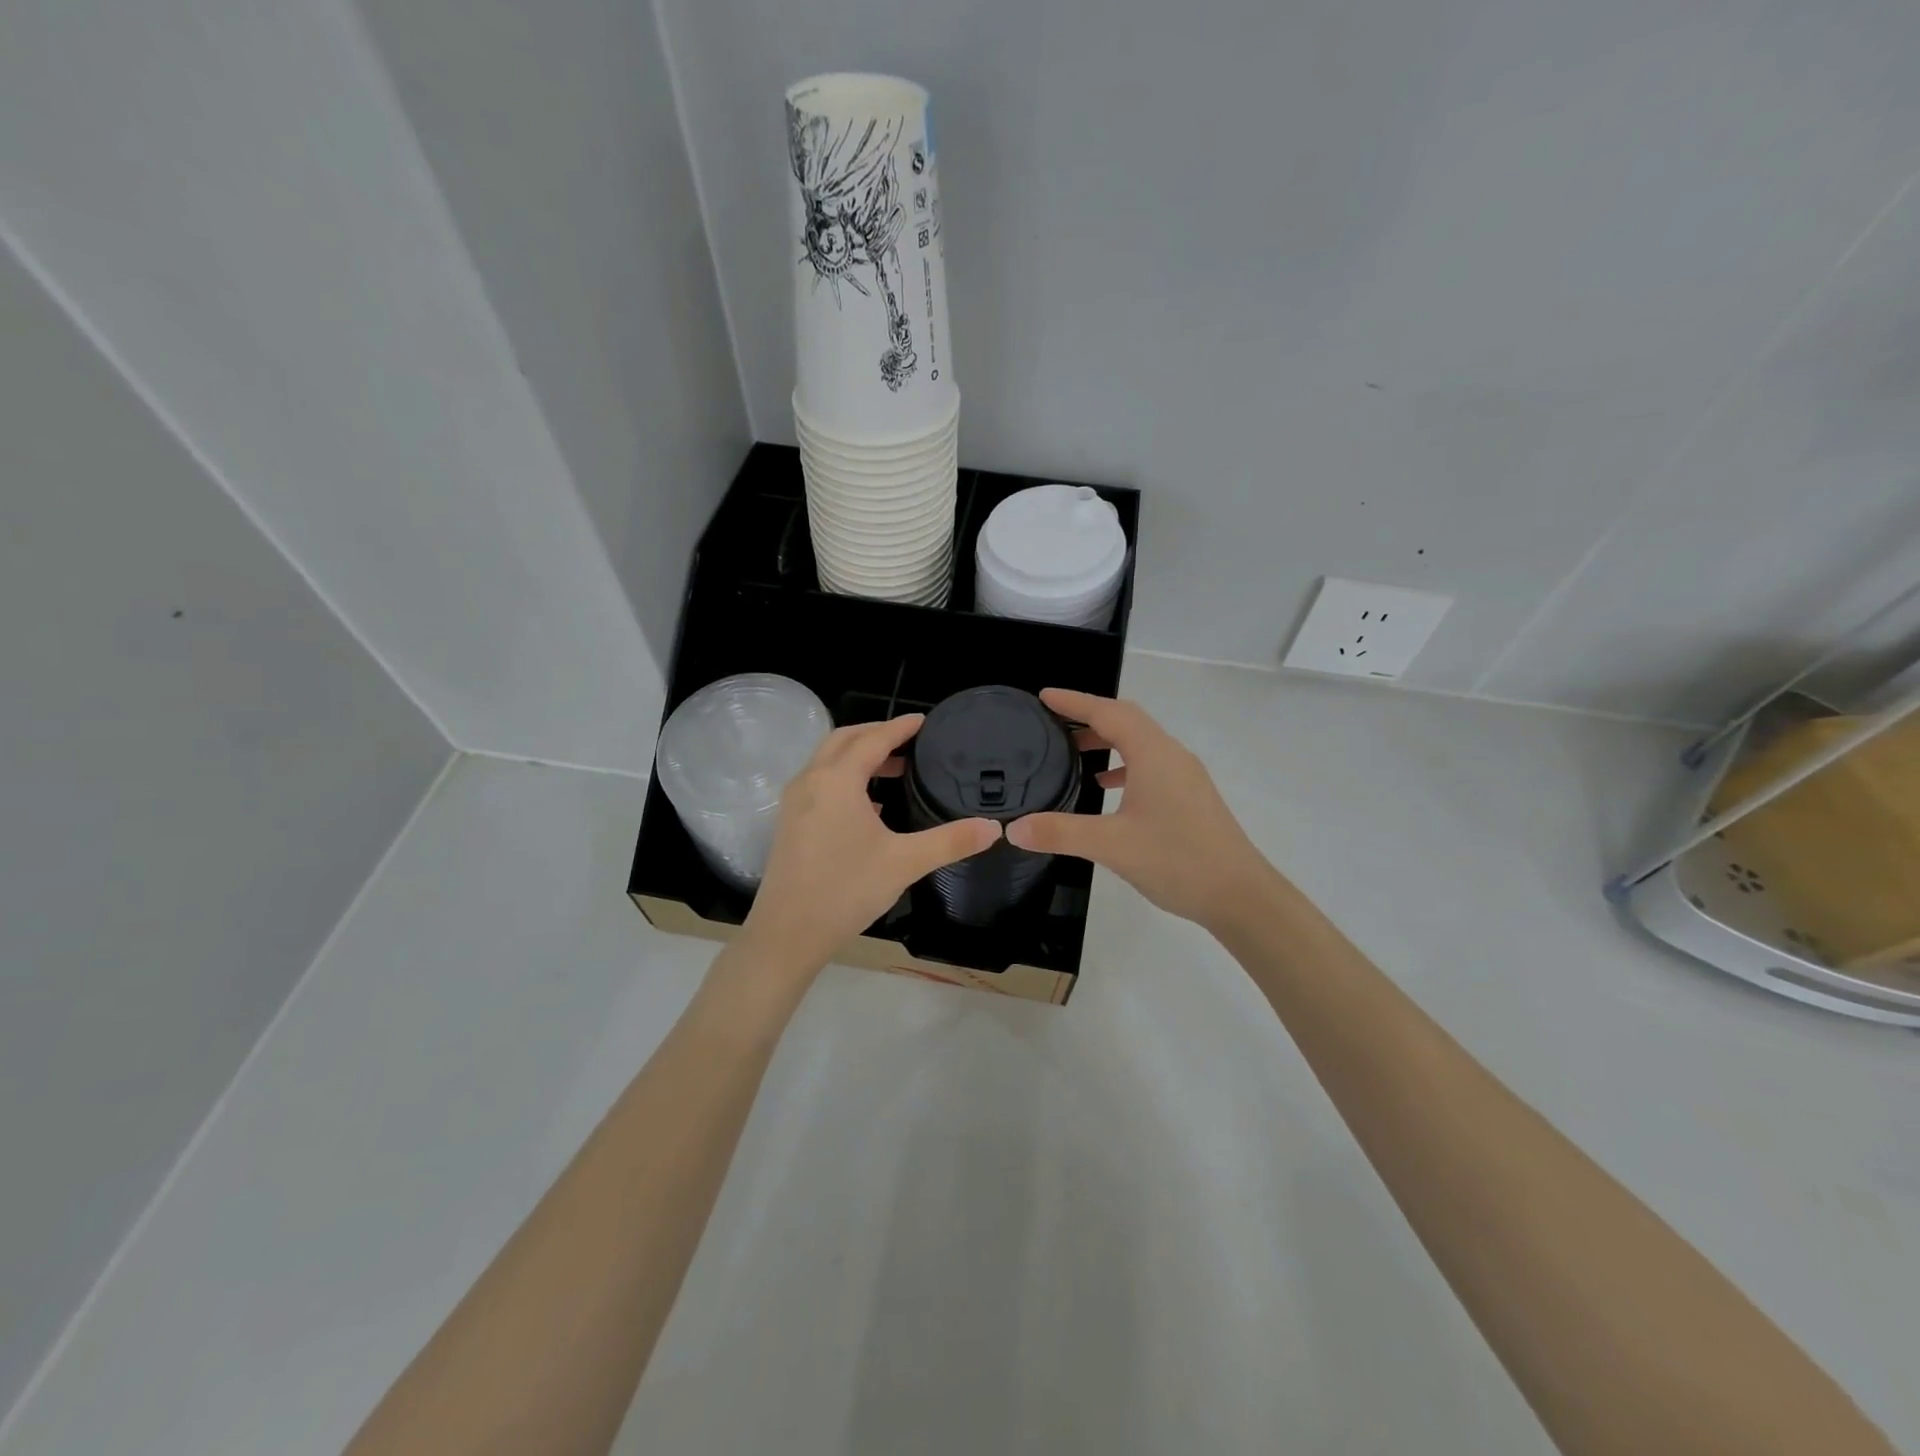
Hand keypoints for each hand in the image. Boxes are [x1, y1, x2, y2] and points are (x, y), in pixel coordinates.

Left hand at [738, 715, 1000, 976]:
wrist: (787, 934)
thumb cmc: (846, 891)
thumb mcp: (904, 863)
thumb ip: (950, 841)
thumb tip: (994, 828)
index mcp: (837, 780)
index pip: (873, 739)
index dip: (901, 727)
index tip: (925, 721)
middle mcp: (811, 780)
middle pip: (844, 739)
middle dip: (876, 733)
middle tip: (910, 740)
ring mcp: (794, 801)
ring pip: (827, 760)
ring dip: (859, 755)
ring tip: (895, 769)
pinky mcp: (789, 822)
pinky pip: (819, 782)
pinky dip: (844, 776)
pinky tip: (868, 805)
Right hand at [1007, 688, 1274, 931]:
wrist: (1240, 895)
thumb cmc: (1177, 861)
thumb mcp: (1111, 845)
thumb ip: (1060, 832)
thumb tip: (1013, 828)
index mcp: (1153, 754)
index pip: (1108, 712)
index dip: (1074, 702)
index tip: (1044, 697)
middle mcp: (1171, 755)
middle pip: (1127, 720)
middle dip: (1089, 716)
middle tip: (1053, 721)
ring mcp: (1185, 776)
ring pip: (1140, 743)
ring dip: (1107, 740)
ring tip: (1074, 752)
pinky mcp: (1190, 796)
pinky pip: (1151, 764)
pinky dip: (1124, 765)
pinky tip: (1107, 788)